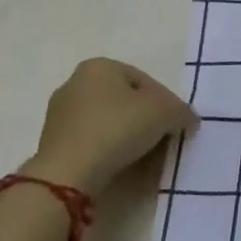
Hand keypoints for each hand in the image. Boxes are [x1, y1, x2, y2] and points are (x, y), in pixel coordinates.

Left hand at [26, 58, 196, 191]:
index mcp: (100, 66)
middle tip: (162, 138)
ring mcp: (59, 114)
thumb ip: (181, 112)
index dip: (167, 102)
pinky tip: (120, 163)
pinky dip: (107, 148)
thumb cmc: (117, 128)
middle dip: (145, 118)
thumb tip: (188, 121)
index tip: (176, 124)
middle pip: (125, 100)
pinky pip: (91, 140)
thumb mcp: (165, 113)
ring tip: (144, 155)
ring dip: (127, 134)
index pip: (146, 81)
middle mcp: (75, 82)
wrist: (67, 174)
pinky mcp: (52, 142)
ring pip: (108, 120)